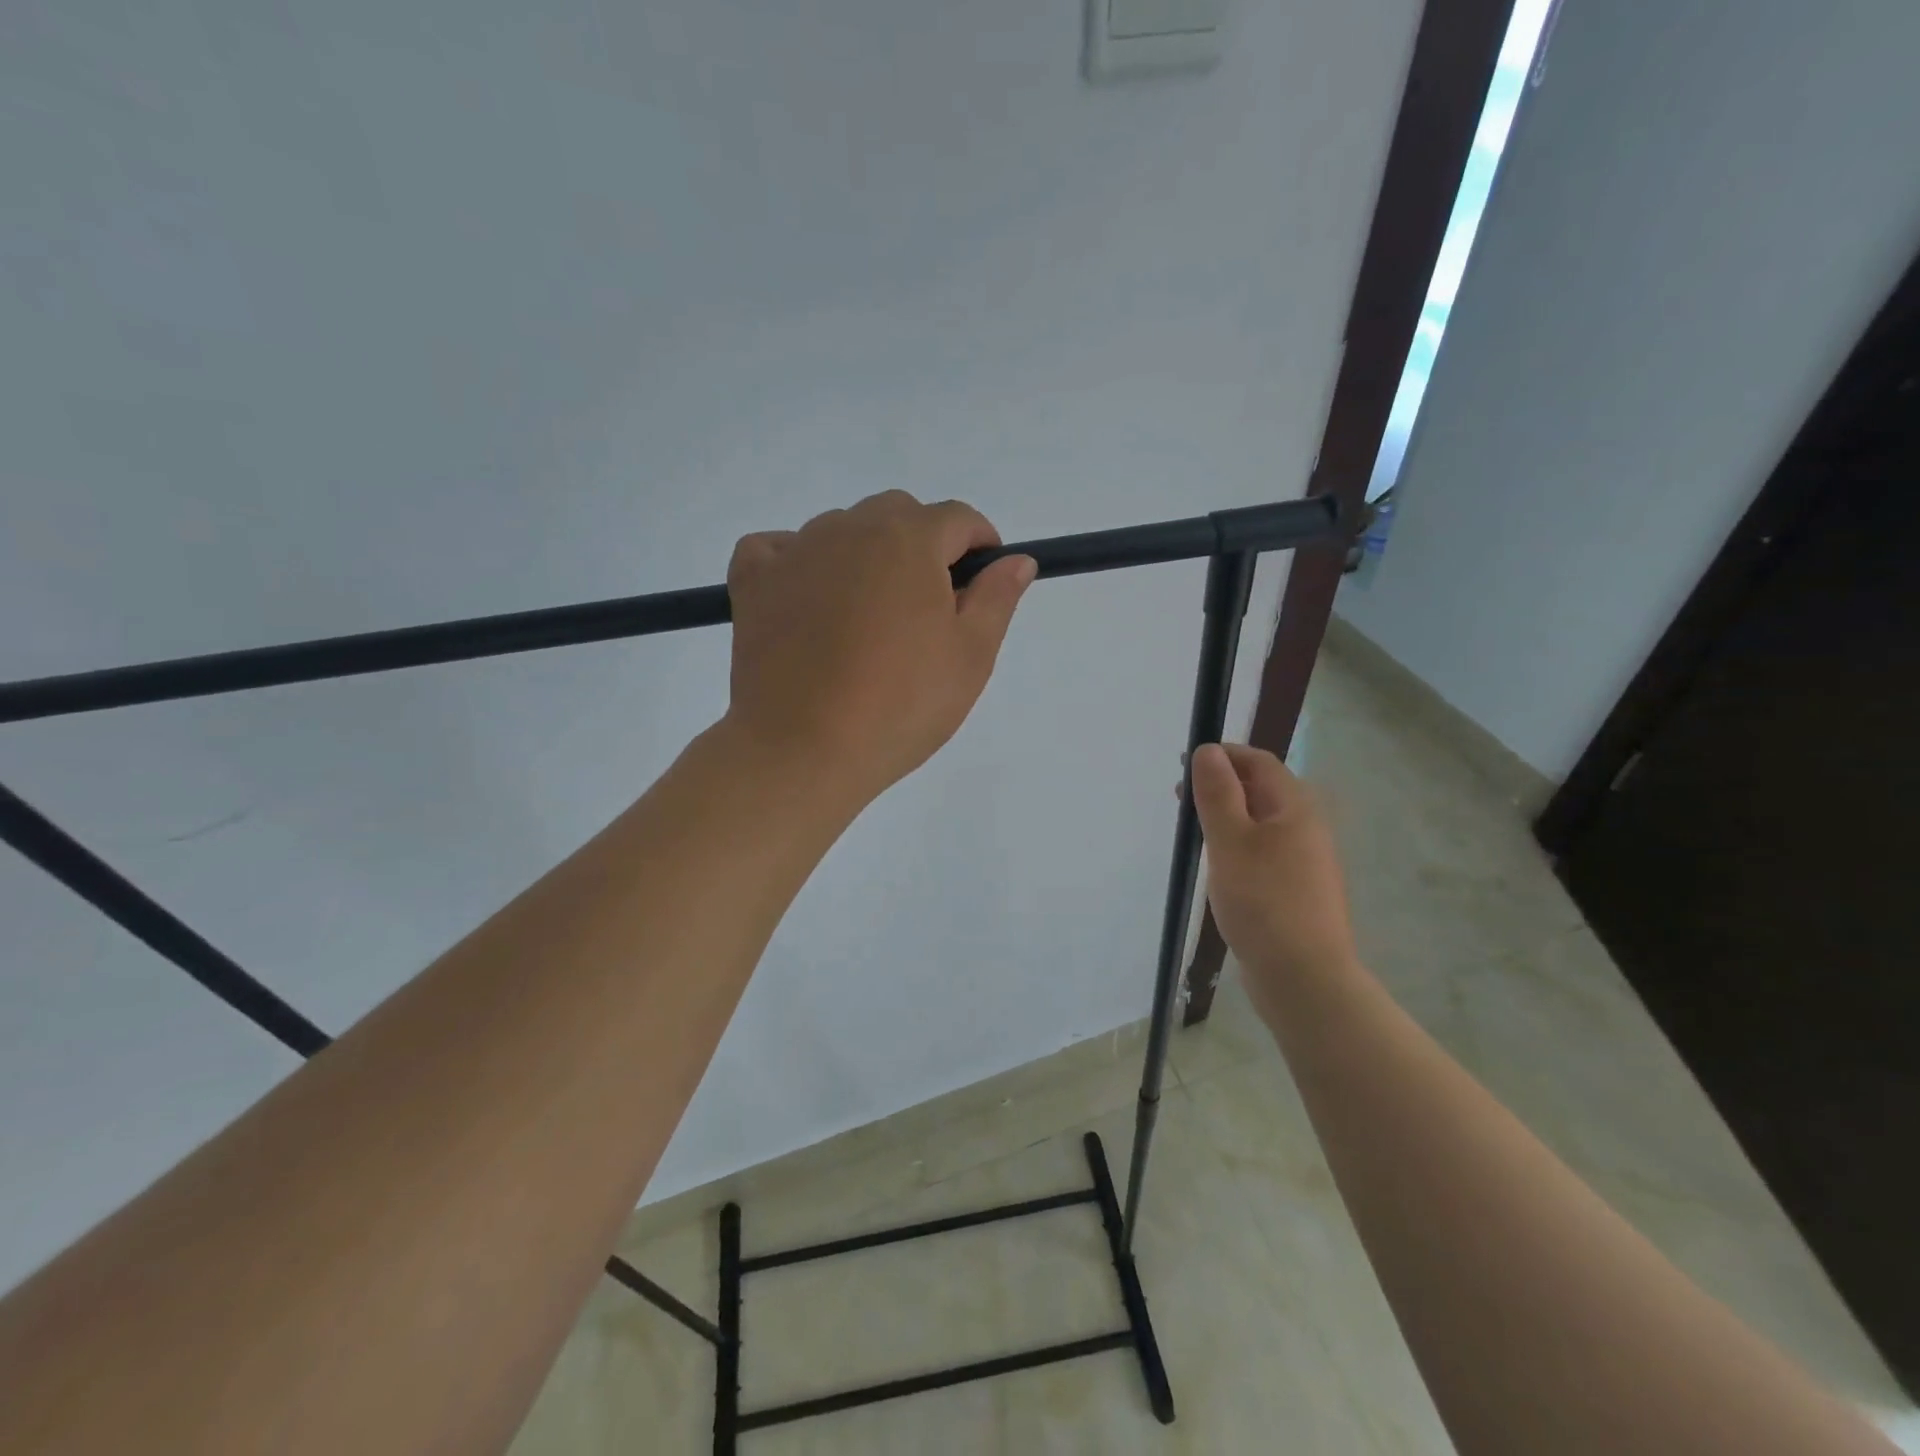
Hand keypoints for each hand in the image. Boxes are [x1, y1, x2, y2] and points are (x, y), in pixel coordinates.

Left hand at [722, 491, 1036, 806]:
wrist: (804, 749)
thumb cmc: (900, 705)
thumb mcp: (970, 657)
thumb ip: (996, 598)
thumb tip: (1017, 560)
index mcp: (909, 539)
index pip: (957, 518)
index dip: (979, 544)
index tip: (982, 581)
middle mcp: (849, 528)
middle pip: (898, 515)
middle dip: (922, 545)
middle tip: (926, 608)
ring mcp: (794, 550)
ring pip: (842, 531)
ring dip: (865, 556)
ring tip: (867, 618)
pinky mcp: (753, 580)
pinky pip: (779, 548)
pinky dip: (799, 562)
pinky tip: (809, 600)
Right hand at [1190, 743, 1359, 1012]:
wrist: (1303, 977)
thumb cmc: (1263, 901)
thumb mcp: (1230, 840)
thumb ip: (1217, 793)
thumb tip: (1208, 750)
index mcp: (1295, 808)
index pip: (1259, 762)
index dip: (1223, 754)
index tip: (1183, 763)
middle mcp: (1306, 828)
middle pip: (1262, 790)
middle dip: (1221, 784)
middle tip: (1179, 796)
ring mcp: (1304, 861)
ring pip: (1261, 822)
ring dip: (1227, 815)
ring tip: (1193, 829)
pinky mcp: (1295, 890)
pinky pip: (1263, 851)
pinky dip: (1237, 844)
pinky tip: (1217, 864)